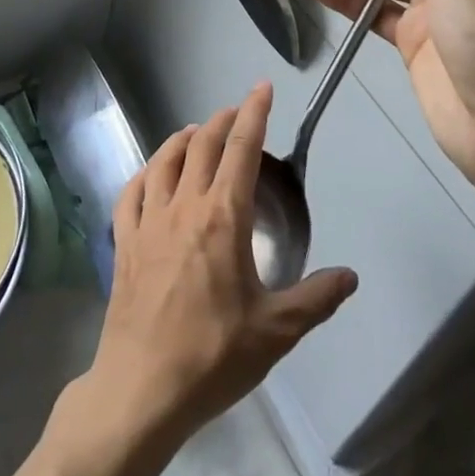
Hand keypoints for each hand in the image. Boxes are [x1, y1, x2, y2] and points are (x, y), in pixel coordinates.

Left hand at [81, 84, 357, 444]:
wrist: (142, 389)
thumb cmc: (213, 356)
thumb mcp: (275, 332)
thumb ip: (316, 299)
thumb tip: (350, 277)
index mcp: (223, 216)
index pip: (242, 148)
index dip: (254, 112)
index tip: (262, 86)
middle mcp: (184, 205)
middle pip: (203, 145)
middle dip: (222, 120)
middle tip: (236, 112)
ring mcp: (148, 221)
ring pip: (164, 160)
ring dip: (183, 139)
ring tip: (197, 133)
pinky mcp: (124, 241)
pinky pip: (131, 192)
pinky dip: (144, 172)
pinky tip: (151, 174)